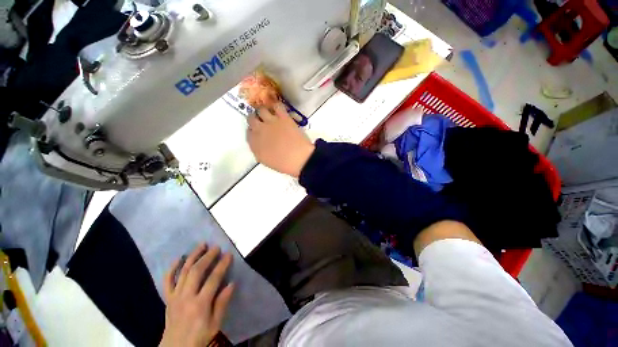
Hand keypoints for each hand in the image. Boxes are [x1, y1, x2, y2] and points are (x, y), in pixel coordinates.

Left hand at [159, 245, 233, 346]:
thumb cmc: (199, 336)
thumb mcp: (215, 324)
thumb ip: (222, 303)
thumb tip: (232, 283)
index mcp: (200, 304)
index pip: (213, 279)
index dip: (222, 265)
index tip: (228, 254)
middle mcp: (186, 297)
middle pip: (196, 271)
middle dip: (207, 256)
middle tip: (216, 247)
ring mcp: (175, 296)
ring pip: (183, 271)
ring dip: (193, 256)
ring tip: (202, 245)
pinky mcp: (168, 298)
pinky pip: (167, 280)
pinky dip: (172, 268)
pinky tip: (179, 258)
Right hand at [246, 103, 314, 176]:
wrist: (300, 159)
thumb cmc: (284, 164)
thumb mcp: (266, 161)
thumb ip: (259, 150)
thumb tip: (258, 143)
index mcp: (254, 144)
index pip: (248, 133)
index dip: (253, 131)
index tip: (257, 132)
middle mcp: (259, 130)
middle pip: (251, 119)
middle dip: (255, 119)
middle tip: (262, 121)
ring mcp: (271, 122)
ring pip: (261, 109)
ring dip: (263, 111)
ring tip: (269, 114)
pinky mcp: (283, 117)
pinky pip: (277, 106)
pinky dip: (276, 106)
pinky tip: (279, 110)